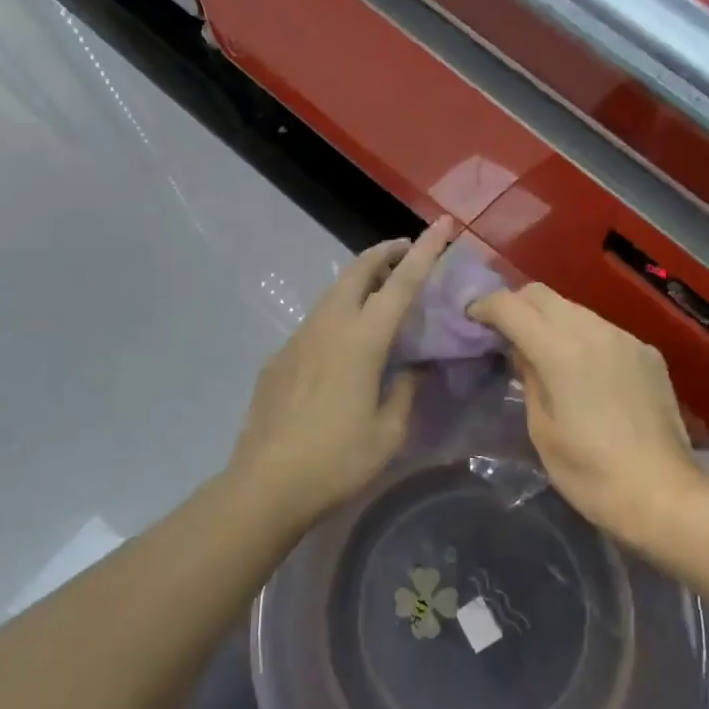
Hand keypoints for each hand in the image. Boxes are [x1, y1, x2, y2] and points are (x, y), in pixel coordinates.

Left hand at [225, 217, 453, 523]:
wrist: (266, 484)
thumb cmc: (337, 459)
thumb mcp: (388, 432)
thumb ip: (406, 390)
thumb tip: (414, 368)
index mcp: (362, 339)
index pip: (402, 282)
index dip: (426, 251)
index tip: (442, 224)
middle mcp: (328, 325)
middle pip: (358, 270)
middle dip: (385, 252)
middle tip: (406, 252)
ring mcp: (298, 338)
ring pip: (333, 293)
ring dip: (360, 282)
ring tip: (381, 294)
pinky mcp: (279, 357)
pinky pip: (316, 322)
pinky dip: (339, 314)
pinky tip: (344, 347)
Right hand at [469, 283, 705, 540]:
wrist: (664, 495)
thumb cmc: (590, 473)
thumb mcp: (541, 429)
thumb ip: (528, 378)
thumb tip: (520, 350)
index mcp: (561, 352)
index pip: (511, 306)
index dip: (485, 306)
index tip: (471, 319)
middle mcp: (594, 331)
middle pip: (542, 294)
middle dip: (515, 304)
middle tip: (501, 331)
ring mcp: (625, 339)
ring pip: (574, 309)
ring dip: (549, 319)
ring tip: (540, 350)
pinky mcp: (647, 353)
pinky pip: (603, 329)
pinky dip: (580, 336)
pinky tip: (581, 370)